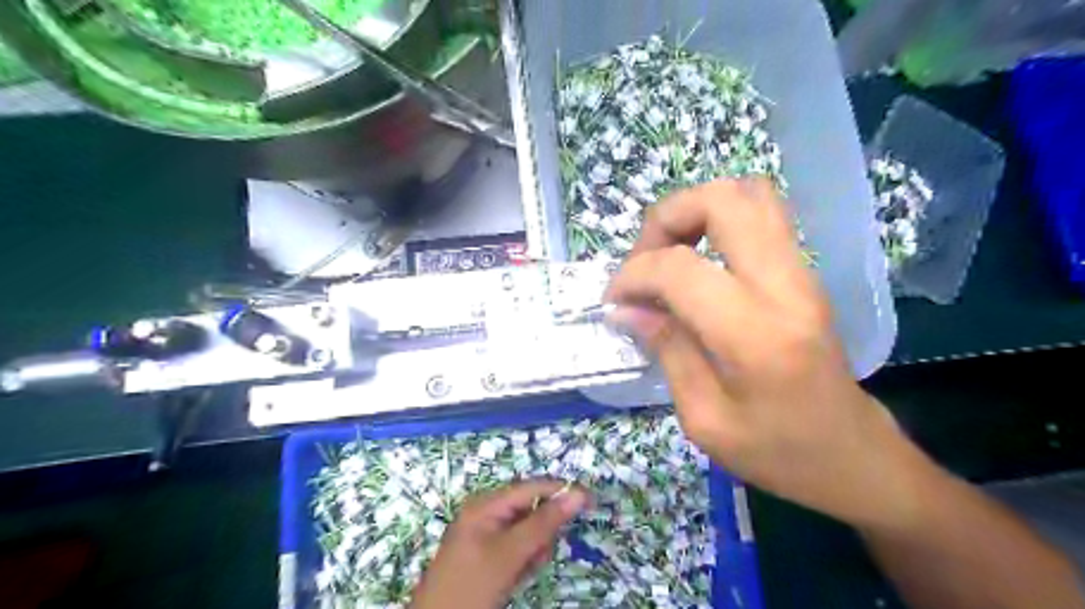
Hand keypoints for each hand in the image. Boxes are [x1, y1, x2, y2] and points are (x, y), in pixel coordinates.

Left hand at [412, 480, 589, 608]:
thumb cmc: (471, 585)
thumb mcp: (510, 553)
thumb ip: (544, 522)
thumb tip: (577, 495)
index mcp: (486, 504)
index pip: (532, 487)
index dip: (561, 492)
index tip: (590, 502)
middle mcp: (485, 513)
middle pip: (530, 510)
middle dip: (541, 533)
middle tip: (537, 557)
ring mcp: (484, 535)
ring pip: (525, 533)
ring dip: (532, 551)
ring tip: (521, 573)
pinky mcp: (485, 555)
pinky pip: (515, 549)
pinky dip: (522, 562)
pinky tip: (514, 579)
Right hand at [608, 179, 927, 528]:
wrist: (856, 457)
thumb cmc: (779, 453)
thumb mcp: (705, 419)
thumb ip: (666, 351)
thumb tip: (627, 308)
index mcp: (755, 334)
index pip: (679, 268)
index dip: (633, 275)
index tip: (616, 302)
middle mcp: (784, 287)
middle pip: (722, 201)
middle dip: (666, 218)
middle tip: (644, 261)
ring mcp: (802, 273)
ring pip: (748, 194)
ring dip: (695, 211)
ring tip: (669, 253)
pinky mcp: (805, 273)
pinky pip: (761, 216)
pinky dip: (717, 221)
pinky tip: (698, 262)